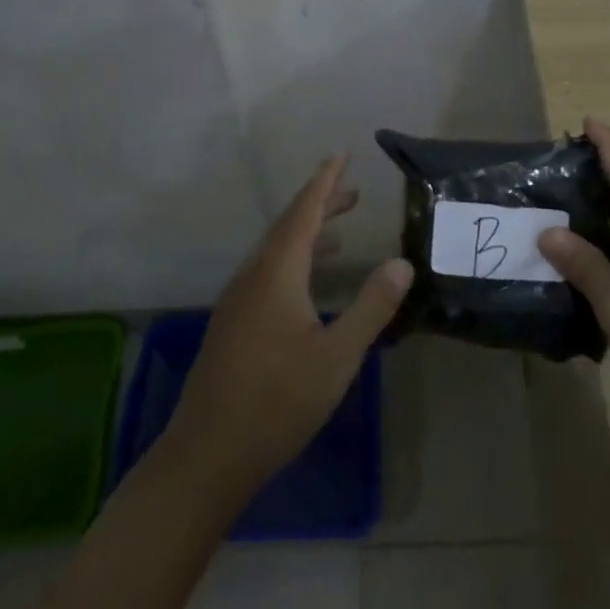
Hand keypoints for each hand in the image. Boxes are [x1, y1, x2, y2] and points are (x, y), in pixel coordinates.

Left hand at [166, 155, 413, 494]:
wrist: (207, 454)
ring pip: (277, 250)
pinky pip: (268, 271)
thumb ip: (371, 306)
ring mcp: (238, 299)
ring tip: (341, 233)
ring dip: (309, 234)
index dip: (325, 181)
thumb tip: (401, 263)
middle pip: (289, 225)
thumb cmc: (277, 401)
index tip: (341, 154)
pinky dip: (295, 260)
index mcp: (277, 272)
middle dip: (321, 204)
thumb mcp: (337, 356)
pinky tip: (310, 284)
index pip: (304, 211)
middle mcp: (254, 275)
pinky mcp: (234, 322)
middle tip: (353, 192)